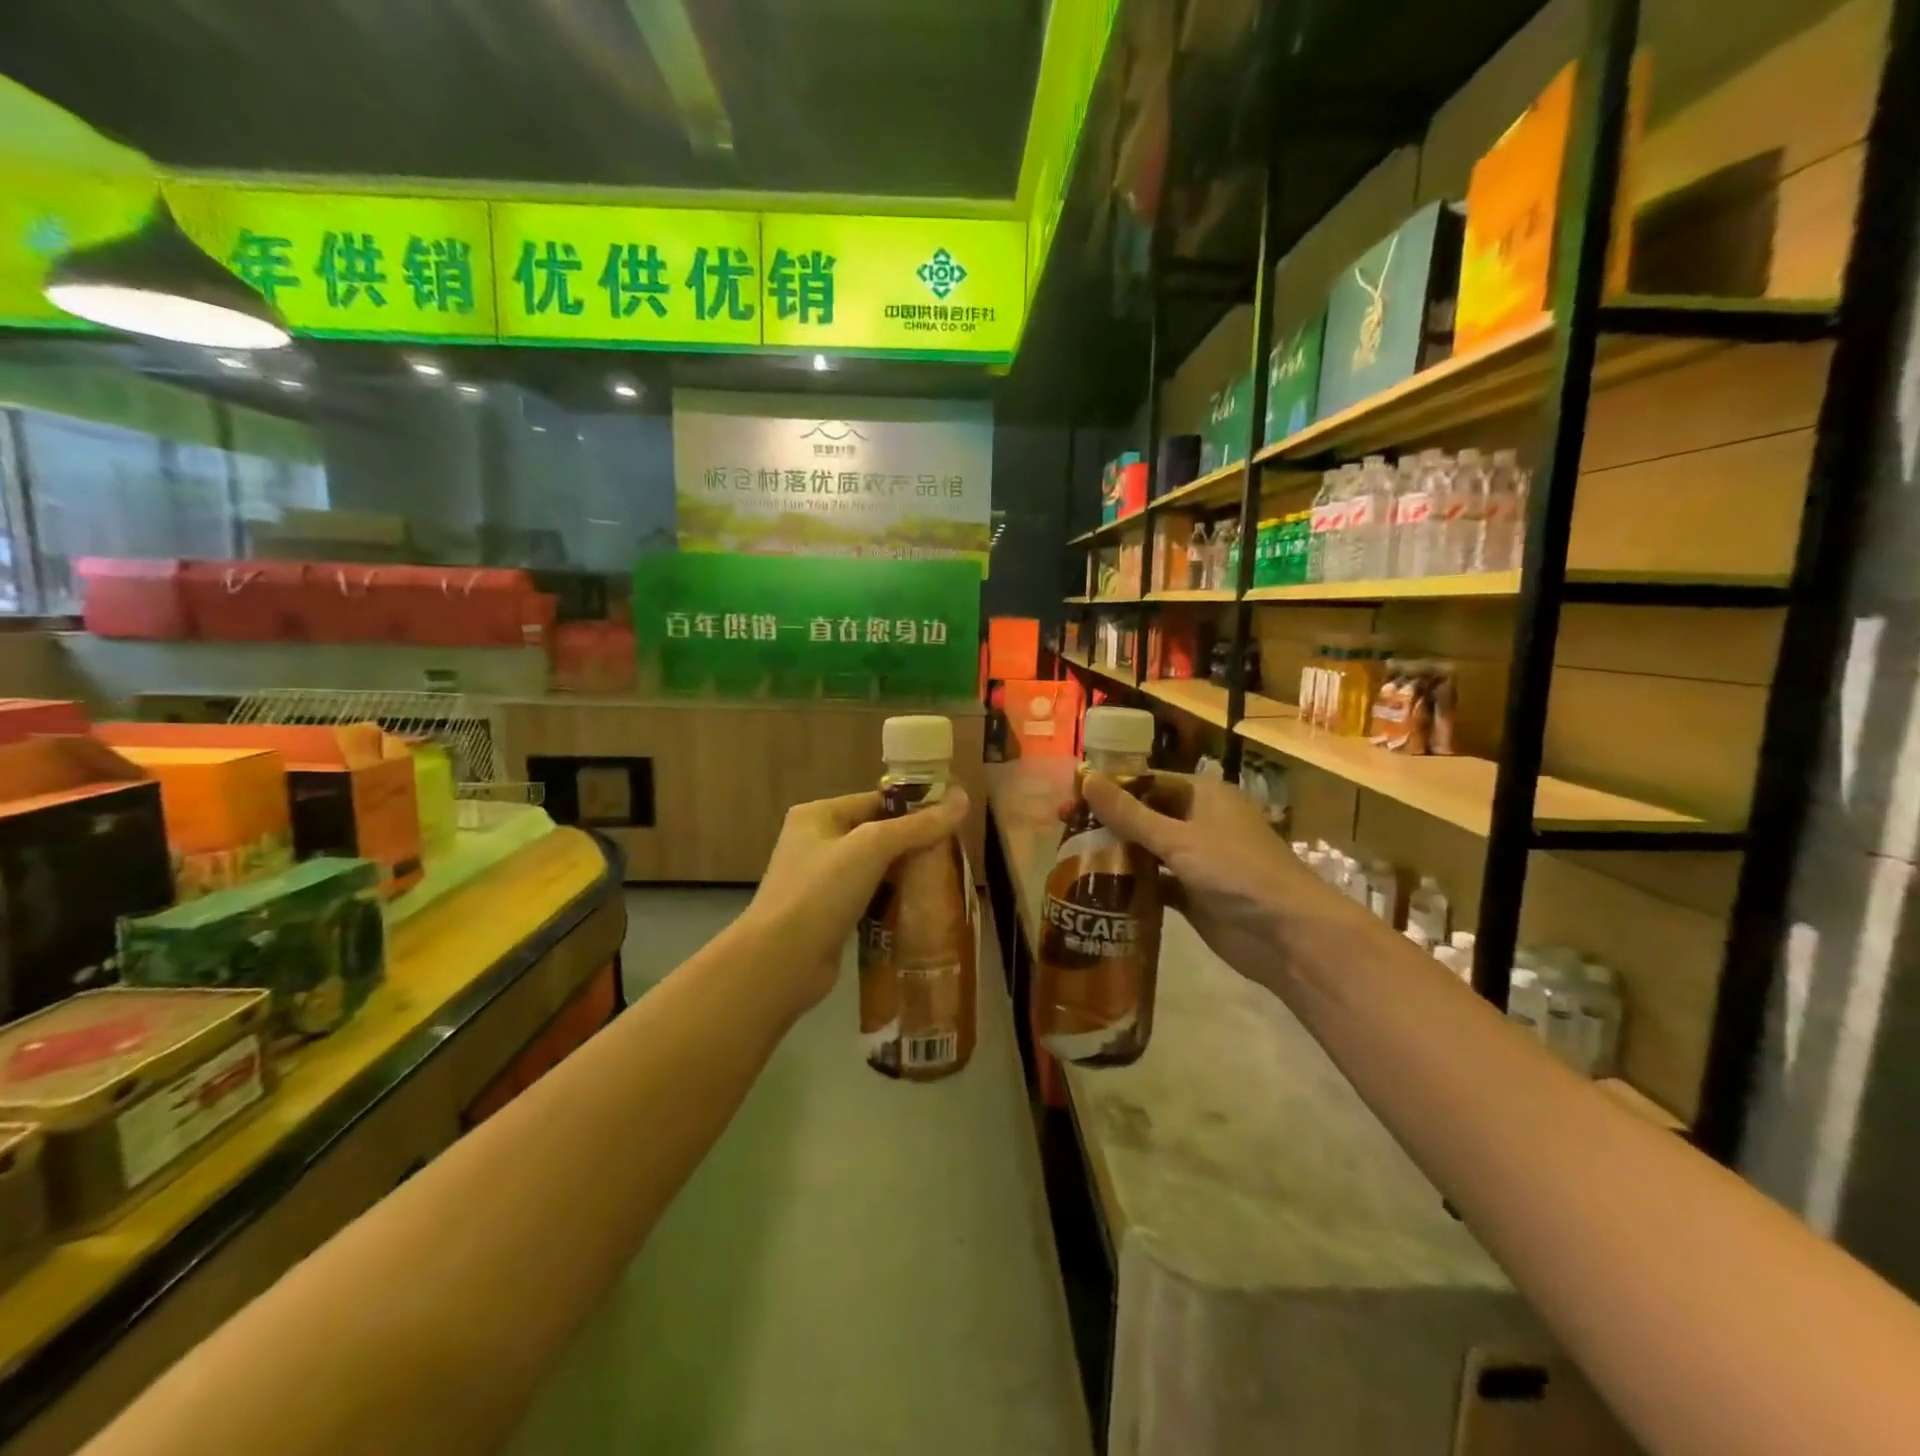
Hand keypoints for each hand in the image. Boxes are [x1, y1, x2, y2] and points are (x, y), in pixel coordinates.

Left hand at [746, 788, 970, 1016]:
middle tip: (953, 853)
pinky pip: (869, 897)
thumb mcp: (872, 847)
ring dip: (905, 874)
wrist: (781, 962)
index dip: (914, 808)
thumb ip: (918, 825)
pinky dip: (891, 900)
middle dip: (913, 843)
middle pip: (876, 834)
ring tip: (944, 879)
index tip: (953, 819)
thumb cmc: (822, 892)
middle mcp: (816, 842)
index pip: (876, 801)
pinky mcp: (829, 915)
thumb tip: (963, 798)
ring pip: (874, 868)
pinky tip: (920, 908)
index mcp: (818, 815)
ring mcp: (820, 881)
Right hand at [1077, 772, 1350, 980]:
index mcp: (1203, 795)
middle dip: (1107, 821)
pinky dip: (1131, 884)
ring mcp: (1198, 860)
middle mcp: (1200, 822)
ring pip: (1148, 849)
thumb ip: (1130, 813)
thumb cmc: (1236, 872)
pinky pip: (1155, 882)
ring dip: (1117, 853)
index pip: (1147, 781)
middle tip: (1063, 830)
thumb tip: (1085, 778)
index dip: (1109, 788)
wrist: (1287, 936)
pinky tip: (1098, 890)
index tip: (1071, 799)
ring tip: (1071, 858)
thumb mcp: (1178, 838)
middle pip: (1144, 814)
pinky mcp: (1194, 894)